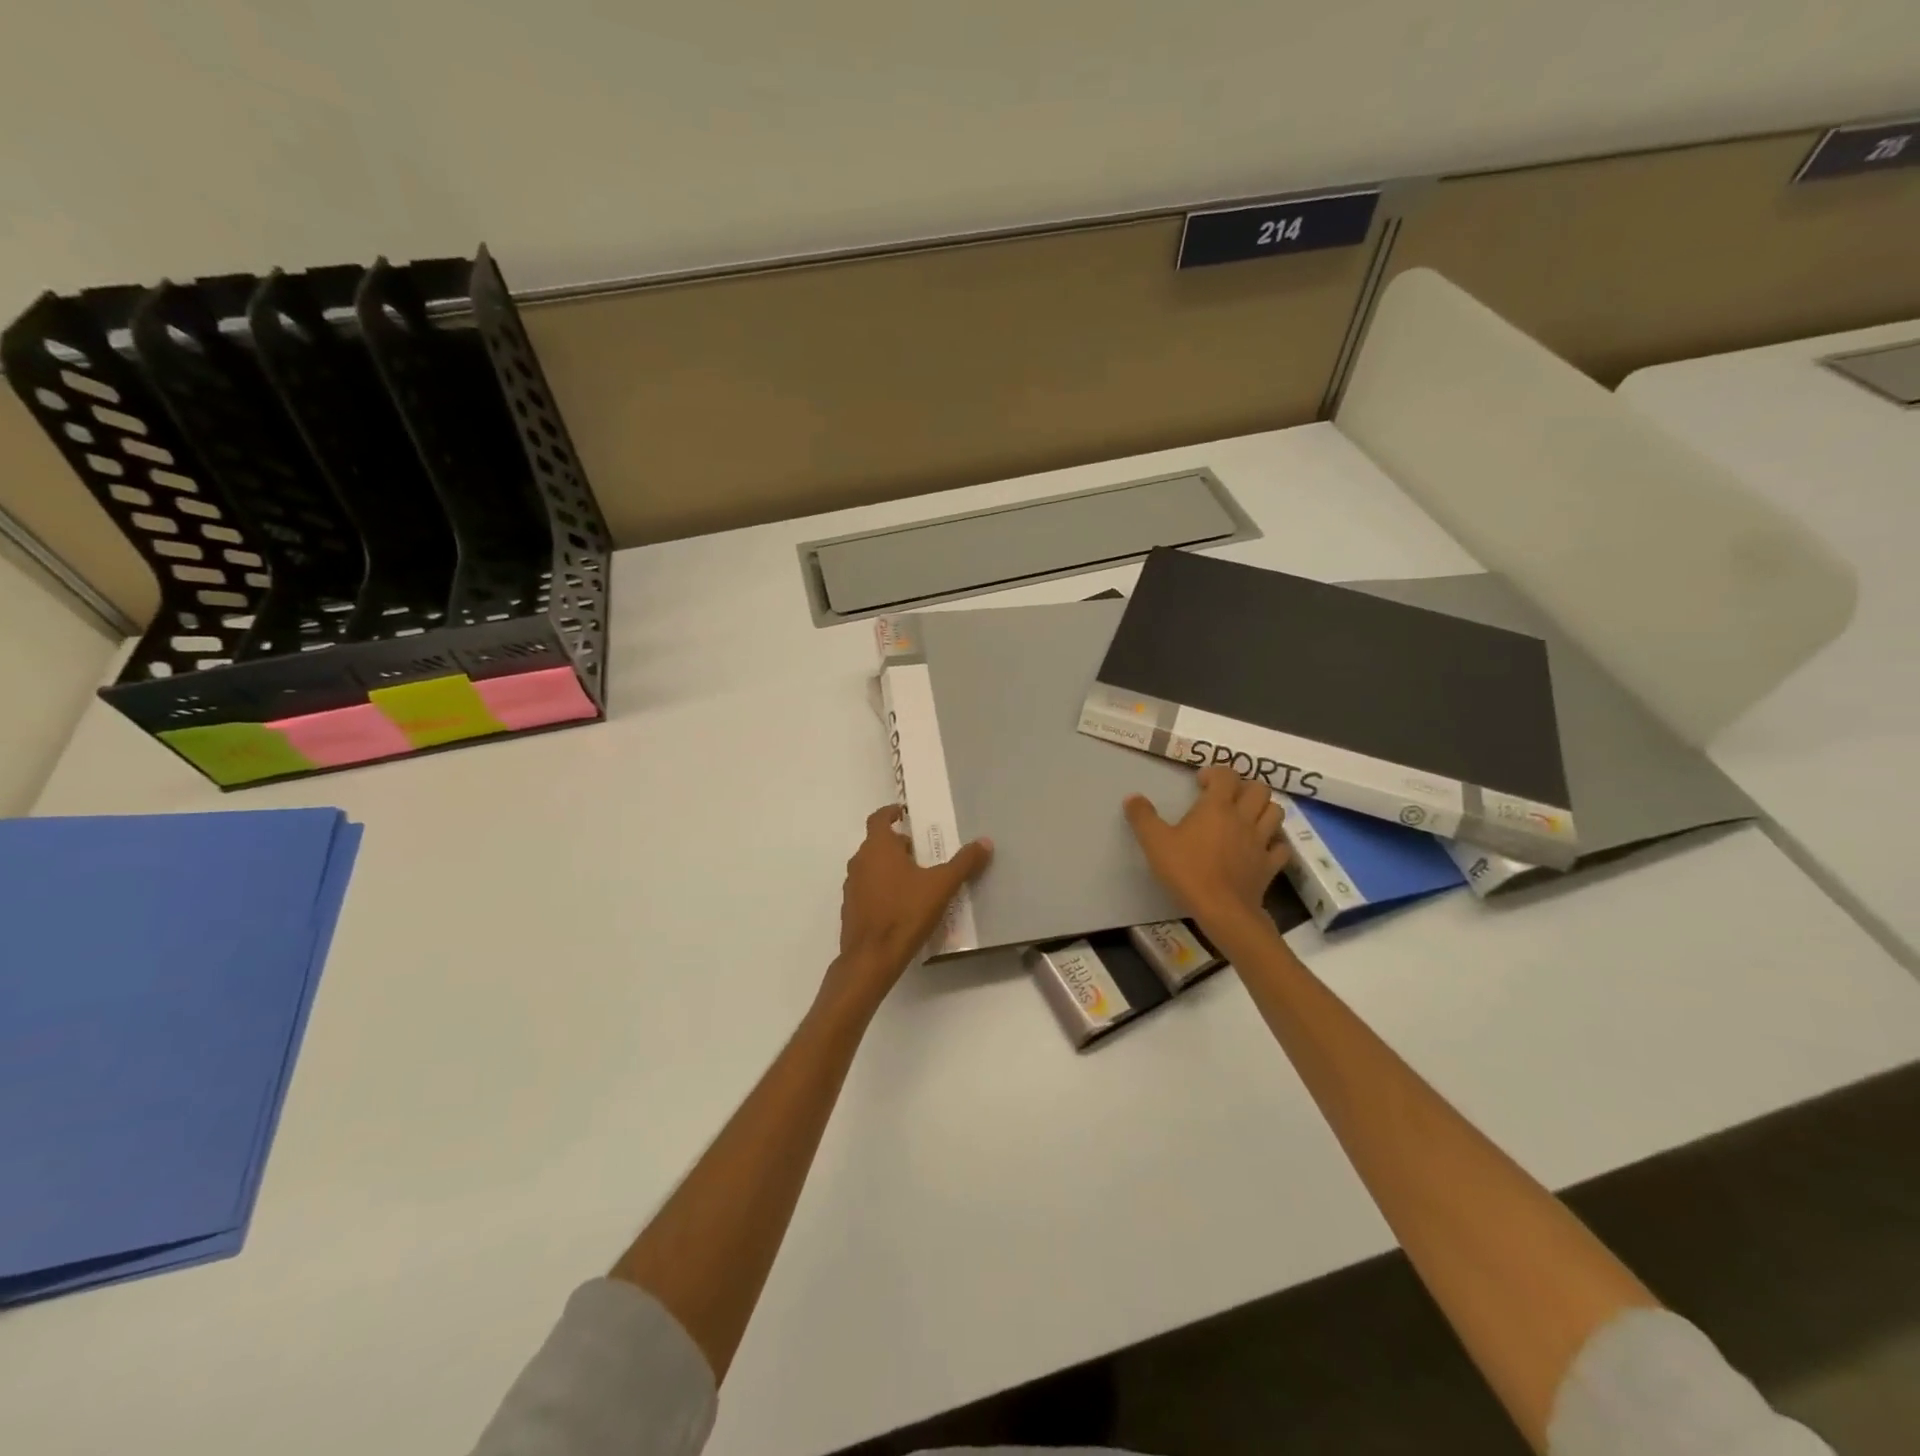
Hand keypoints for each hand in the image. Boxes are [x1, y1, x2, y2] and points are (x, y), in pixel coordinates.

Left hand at [825, 805, 992, 1009]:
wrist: (871, 958)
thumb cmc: (905, 913)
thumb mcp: (941, 886)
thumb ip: (964, 863)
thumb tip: (985, 842)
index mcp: (878, 848)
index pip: (878, 819)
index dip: (890, 812)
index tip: (903, 812)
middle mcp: (859, 862)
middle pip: (877, 844)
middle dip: (898, 845)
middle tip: (922, 852)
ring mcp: (851, 887)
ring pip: (872, 867)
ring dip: (890, 867)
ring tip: (916, 879)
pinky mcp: (851, 910)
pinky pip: (868, 890)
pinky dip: (883, 889)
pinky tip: (903, 905)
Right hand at [1124, 765, 1289, 936]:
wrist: (1222, 910)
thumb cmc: (1187, 871)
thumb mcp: (1154, 842)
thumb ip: (1142, 817)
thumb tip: (1133, 797)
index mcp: (1217, 807)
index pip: (1226, 775)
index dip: (1215, 772)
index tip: (1200, 782)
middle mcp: (1244, 818)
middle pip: (1259, 789)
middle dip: (1244, 786)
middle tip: (1226, 797)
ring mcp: (1261, 841)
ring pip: (1275, 812)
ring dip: (1263, 808)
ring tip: (1247, 816)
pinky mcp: (1270, 865)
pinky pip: (1281, 846)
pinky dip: (1274, 842)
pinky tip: (1262, 846)